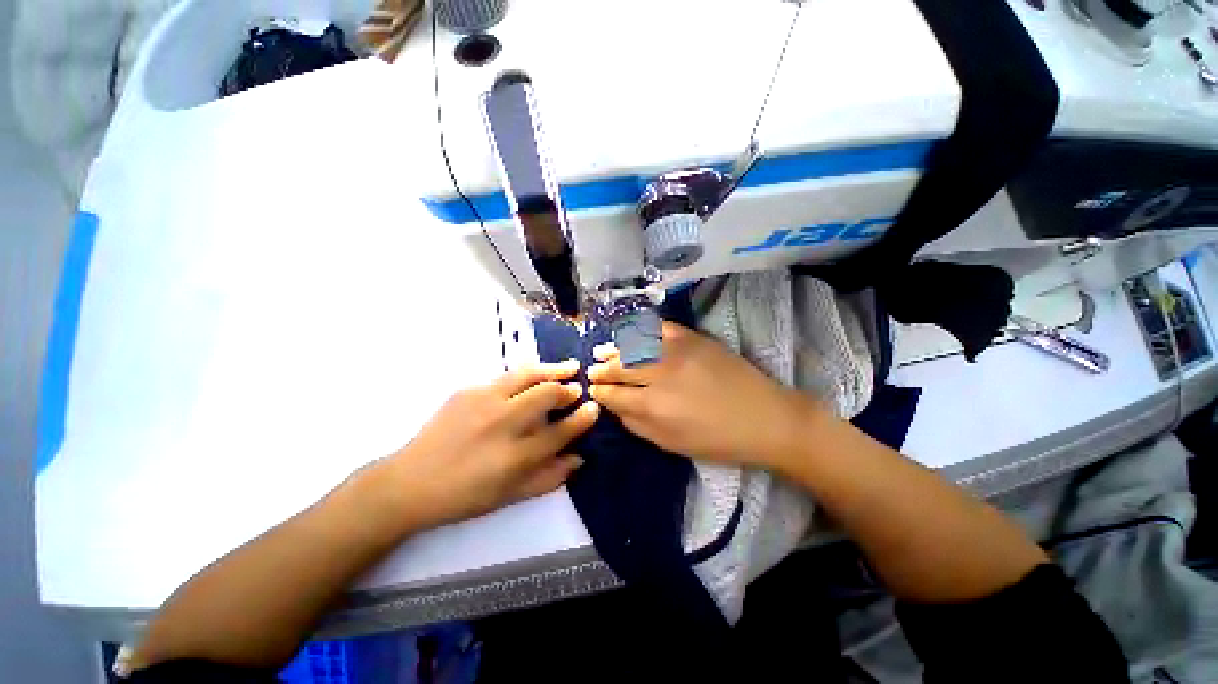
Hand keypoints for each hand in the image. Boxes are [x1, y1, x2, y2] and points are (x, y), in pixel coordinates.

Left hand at [370, 361, 599, 531]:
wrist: (411, 482)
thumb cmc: (464, 495)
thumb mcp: (510, 496)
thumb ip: (549, 477)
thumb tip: (579, 457)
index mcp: (515, 457)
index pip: (560, 431)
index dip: (582, 418)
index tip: (594, 408)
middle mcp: (502, 424)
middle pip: (547, 395)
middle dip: (568, 390)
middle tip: (577, 389)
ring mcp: (483, 403)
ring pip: (528, 376)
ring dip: (553, 370)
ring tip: (569, 367)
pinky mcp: (467, 391)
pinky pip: (506, 376)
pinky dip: (527, 374)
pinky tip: (534, 376)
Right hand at [587, 322, 824, 469]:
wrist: (766, 418)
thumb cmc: (718, 440)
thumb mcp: (672, 445)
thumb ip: (637, 426)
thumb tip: (616, 407)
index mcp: (653, 408)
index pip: (613, 395)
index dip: (600, 392)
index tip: (593, 390)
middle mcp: (659, 375)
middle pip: (619, 368)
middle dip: (601, 370)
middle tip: (592, 370)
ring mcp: (676, 352)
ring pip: (632, 345)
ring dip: (613, 349)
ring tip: (602, 350)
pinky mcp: (692, 338)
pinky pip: (657, 328)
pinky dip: (639, 330)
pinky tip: (629, 333)